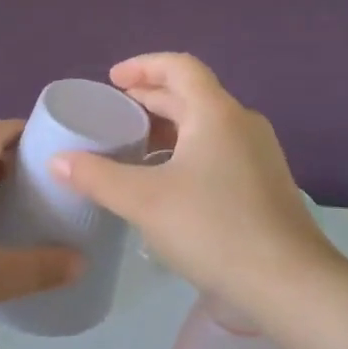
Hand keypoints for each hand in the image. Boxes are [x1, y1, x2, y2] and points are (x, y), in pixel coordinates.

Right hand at [49, 54, 335, 316]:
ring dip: (169, 127)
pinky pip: (218, 149)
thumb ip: (97, 177)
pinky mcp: (264, 183)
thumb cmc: (213, 229)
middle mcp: (242, 123)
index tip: (112, 80)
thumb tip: (58, 160)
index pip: (179, 67)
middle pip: (192, 94)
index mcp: (216, 113)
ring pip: (206, 124)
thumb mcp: (144, 201)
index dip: (142, 65)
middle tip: (114, 111)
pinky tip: (167, 182)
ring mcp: (259, 153)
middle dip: (150, 98)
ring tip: (134, 146)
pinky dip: (187, 151)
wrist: (289, 283)